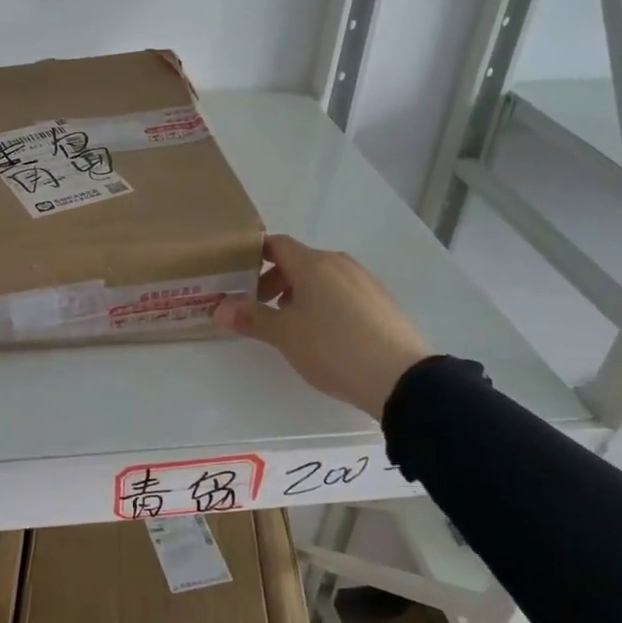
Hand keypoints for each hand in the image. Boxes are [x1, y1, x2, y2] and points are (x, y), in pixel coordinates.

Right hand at [213, 234, 431, 415]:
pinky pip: (342, 292)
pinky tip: (324, 335)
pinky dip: (324, 303)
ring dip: (299, 294)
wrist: (401, 378)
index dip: (254, 256)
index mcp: (314, 264)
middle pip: (298, 261)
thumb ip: (251, 318)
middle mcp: (340, 264)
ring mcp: (365, 281)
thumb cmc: (334, 348)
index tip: (237, 277)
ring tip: (290, 325)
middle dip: (273, 281)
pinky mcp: (381, 301)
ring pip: (322, 278)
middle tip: (258, 308)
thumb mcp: (285, 335)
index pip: (276, 245)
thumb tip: (219, 310)